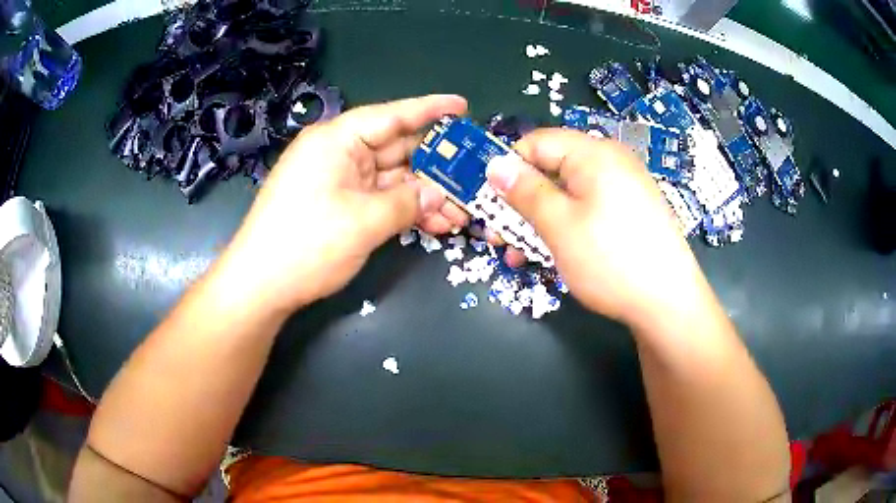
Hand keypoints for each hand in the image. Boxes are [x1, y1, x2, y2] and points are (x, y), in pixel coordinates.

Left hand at [219, 95, 467, 314]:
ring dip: (424, 194)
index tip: (462, 106)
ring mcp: (337, 181)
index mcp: (337, 140)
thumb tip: (439, 195)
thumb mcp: (364, 222)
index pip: (391, 116)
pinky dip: (404, 209)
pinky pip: (379, 199)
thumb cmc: (307, 244)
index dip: (430, 109)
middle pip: (396, 149)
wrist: (260, 286)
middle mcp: (338, 153)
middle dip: (436, 165)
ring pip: (392, 179)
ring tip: (461, 211)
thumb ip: (408, 203)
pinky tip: (434, 223)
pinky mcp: (338, 205)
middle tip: (473, 173)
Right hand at [486, 128, 707, 325]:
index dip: (507, 167)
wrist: (668, 304)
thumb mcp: (559, 225)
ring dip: (538, 220)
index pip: (537, 142)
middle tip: (498, 234)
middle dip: (520, 201)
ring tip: (518, 253)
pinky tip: (550, 255)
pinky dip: (565, 227)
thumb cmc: (611, 260)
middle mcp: (610, 163)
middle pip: (552, 170)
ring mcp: (623, 189)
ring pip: (568, 195)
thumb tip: (496, 164)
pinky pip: (588, 211)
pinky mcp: (629, 214)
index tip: (487, 199)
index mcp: (594, 154)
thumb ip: (524, 191)